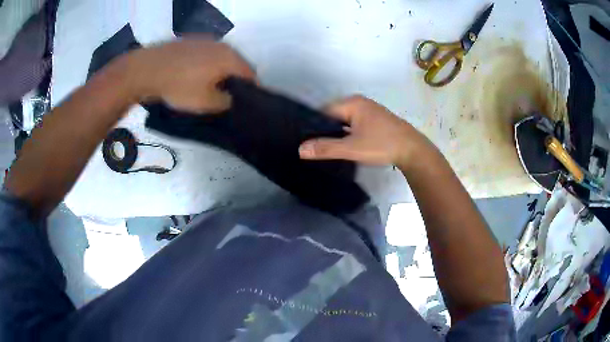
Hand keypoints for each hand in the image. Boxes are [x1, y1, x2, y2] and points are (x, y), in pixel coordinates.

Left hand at [124, 38, 254, 112]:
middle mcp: (222, 46)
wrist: (148, 69)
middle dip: (234, 80)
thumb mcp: (205, 103)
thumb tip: (229, 98)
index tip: (244, 102)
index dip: (250, 90)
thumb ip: (225, 102)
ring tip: (209, 86)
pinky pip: (205, 56)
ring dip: (219, 72)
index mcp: (230, 58)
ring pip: (220, 59)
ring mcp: (205, 41)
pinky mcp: (190, 42)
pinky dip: (206, 65)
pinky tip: (194, 76)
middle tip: (226, 96)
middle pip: (236, 64)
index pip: (250, 74)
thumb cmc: (180, 86)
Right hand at [299, 96, 431, 166]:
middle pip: (334, 116)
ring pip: (345, 122)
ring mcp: (369, 111)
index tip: (306, 141)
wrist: (413, 151)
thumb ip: (326, 148)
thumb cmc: (382, 144)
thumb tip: (300, 149)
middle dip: (325, 130)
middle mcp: (360, 103)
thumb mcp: (352, 148)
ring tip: (326, 148)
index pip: (324, 111)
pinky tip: (344, 146)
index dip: (314, 126)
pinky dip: (348, 134)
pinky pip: (355, 125)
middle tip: (314, 147)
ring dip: (338, 133)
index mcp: (352, 103)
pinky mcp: (376, 121)